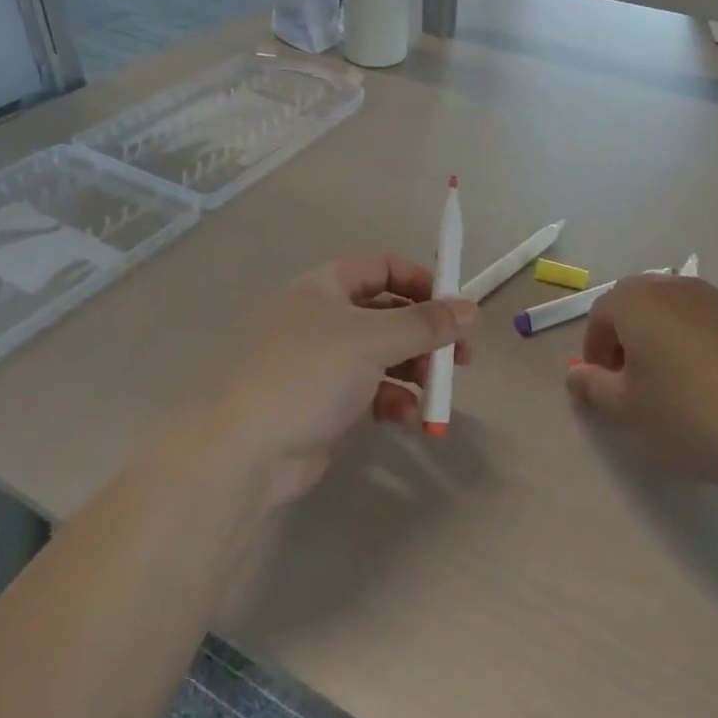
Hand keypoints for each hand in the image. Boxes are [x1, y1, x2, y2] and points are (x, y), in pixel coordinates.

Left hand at [214, 255, 476, 506]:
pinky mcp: (328, 402)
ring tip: (436, 392)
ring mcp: (326, 362)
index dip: (422, 282)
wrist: (247, 449)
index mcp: (327, 287)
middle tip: (461, 358)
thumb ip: (425, 323)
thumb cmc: (309, 374)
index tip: (456, 307)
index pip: (383, 267)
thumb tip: (471, 307)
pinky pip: (373, 391)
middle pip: (389, 314)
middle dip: (426, 334)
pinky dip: (394, 400)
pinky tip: (407, 417)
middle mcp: (326, 318)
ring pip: (385, 355)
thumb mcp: (372, 339)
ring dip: (415, 371)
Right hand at [565, 274, 717, 499]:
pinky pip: (712, 321)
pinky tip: (715, 380)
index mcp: (637, 302)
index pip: (600, 313)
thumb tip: (575, 374)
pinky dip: (701, 341)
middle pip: (637, 302)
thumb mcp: (627, 409)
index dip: (594, 348)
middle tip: (632, 378)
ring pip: (676, 309)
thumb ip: (592, 386)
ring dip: (664, 334)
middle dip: (627, 335)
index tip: (602, 383)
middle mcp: (675, 288)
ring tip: (674, 379)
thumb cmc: (688, 416)